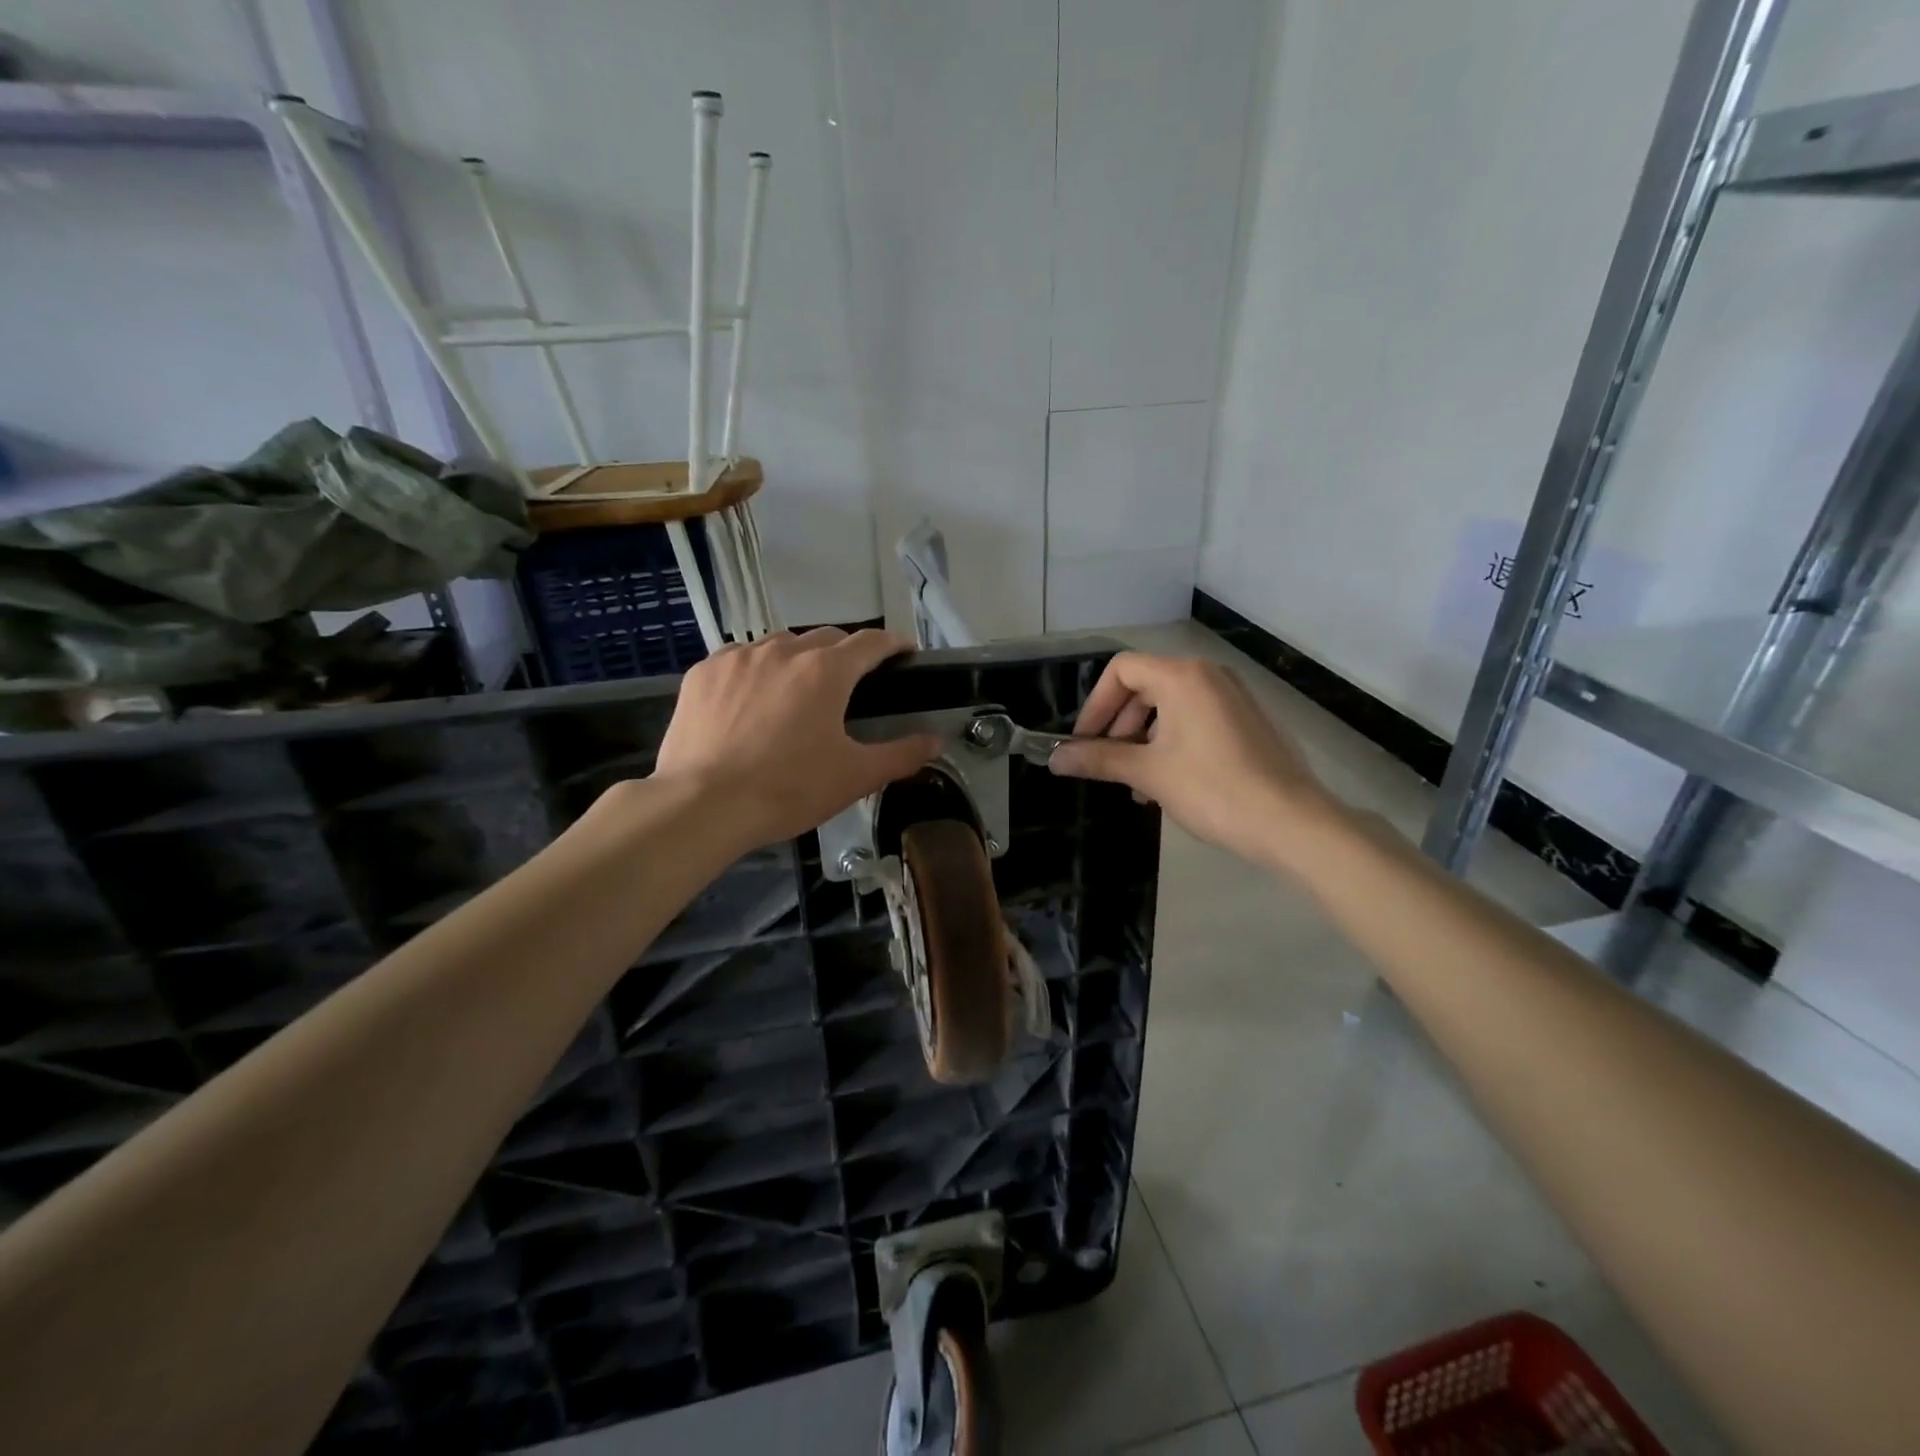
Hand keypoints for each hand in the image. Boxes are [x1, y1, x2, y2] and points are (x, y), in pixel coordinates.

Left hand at [652, 628, 940, 848]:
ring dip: (799, 657)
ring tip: (801, 687)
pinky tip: (753, 696)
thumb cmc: (788, 789)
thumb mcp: (854, 777)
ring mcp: (738, 657)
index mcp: (826, 671)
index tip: (904, 652)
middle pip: (825, 638)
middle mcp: (783, 650)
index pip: (871, 642)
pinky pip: (740, 658)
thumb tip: (936, 741)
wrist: (702, 805)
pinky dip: (757, 669)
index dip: (893, 643)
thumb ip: (901, 754)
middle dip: (846, 652)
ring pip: (780, 644)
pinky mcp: (703, 673)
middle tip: (853, 680)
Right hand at [1048, 652, 1341, 869]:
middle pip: (1145, 686)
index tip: (1084, 742)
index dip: (1095, 705)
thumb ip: (1099, 759)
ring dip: (1143, 739)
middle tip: (1107, 763)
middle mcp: (1209, 675)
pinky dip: (1171, 742)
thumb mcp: (1148, 773)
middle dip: (1118, 724)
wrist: (1291, 823)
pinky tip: (1166, 784)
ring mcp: (1233, 697)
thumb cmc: (1212, 790)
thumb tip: (1055, 759)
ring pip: (1170, 706)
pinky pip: (1195, 719)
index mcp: (1182, 677)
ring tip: (1135, 783)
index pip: (1121, 670)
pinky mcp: (1247, 720)